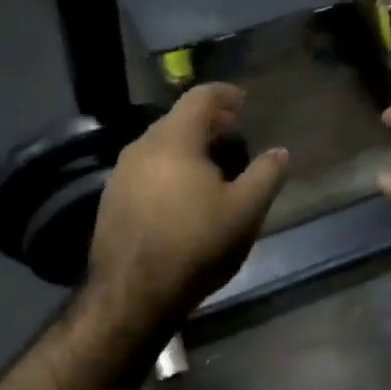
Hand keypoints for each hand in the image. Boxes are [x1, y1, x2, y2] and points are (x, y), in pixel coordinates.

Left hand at [87, 84, 288, 322]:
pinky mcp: (110, 200)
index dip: (226, 94)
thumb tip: (280, 152)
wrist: (131, 295)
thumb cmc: (195, 245)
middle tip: (235, 136)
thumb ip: (266, 175)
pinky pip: (146, 169)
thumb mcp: (245, 211)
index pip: (200, 97)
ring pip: (160, 146)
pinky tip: (184, 196)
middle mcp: (141, 147)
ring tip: (214, 169)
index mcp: (173, 140)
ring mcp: (120, 174)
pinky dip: (170, 169)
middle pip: (178, 119)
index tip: (245, 102)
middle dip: (209, 123)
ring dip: (189, 148)